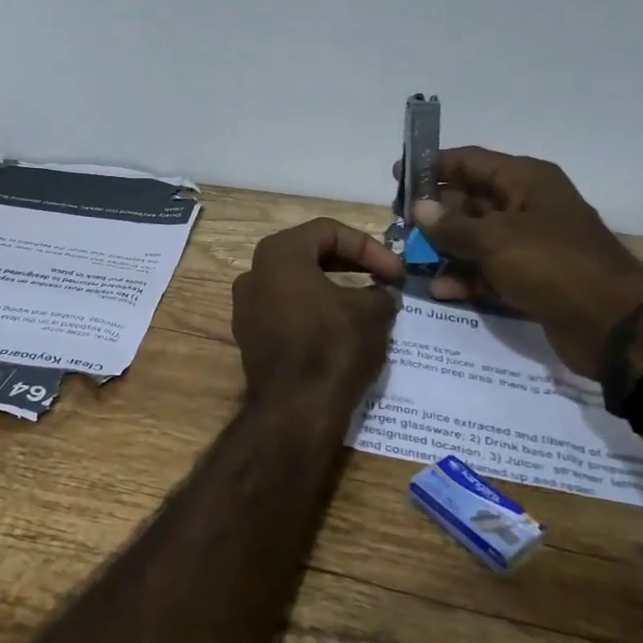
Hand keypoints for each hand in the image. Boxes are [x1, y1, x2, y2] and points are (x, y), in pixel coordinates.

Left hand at [230, 218, 402, 400]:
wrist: (294, 411)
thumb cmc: (332, 346)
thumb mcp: (372, 312)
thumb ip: (380, 291)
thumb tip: (381, 293)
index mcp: (278, 253)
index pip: (328, 231)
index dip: (369, 247)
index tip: (396, 272)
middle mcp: (254, 273)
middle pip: (309, 254)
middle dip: (351, 264)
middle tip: (384, 281)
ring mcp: (246, 307)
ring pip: (297, 285)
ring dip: (333, 289)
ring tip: (367, 305)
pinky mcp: (250, 338)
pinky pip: (287, 312)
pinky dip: (314, 313)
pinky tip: (341, 330)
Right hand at [406, 148, 642, 375]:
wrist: (613, 324)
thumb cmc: (552, 264)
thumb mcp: (495, 239)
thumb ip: (451, 225)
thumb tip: (419, 208)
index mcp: (525, 180)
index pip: (470, 161)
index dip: (432, 166)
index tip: (397, 176)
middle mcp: (526, 205)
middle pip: (469, 200)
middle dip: (434, 212)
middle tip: (398, 224)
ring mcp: (529, 244)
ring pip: (475, 238)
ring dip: (444, 248)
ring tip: (409, 259)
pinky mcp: (530, 278)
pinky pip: (487, 270)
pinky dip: (464, 277)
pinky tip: (438, 289)